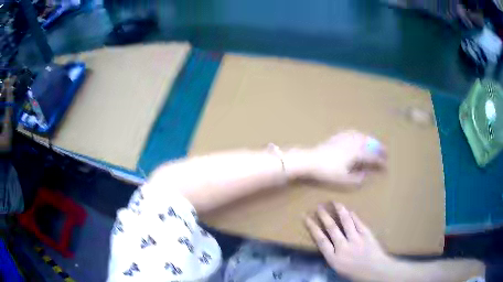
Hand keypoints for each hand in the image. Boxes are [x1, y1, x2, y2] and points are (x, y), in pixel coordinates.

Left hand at [285, 131, 385, 185]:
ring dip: (371, 140)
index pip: (373, 157)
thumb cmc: (327, 172)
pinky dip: (360, 135)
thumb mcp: (344, 180)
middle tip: (385, 153)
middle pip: (370, 144)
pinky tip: (359, 136)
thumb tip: (368, 176)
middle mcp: (354, 143)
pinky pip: (352, 133)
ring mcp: (345, 138)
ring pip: (362, 137)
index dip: (380, 162)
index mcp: (357, 154)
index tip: (386, 166)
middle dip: (379, 148)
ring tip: (375, 144)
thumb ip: (358, 178)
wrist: (310, 160)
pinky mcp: (337, 137)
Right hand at [305, 202, 395, 281]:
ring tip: (335, 202)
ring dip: (340, 211)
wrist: (375, 271)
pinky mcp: (366, 234)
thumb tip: (328, 243)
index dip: (313, 228)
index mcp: (334, 258)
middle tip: (319, 206)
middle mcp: (343, 247)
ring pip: (346, 222)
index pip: (321, 240)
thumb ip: (332, 255)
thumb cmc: (355, 273)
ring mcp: (356, 239)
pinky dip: (354, 216)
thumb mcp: (338, 268)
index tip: (307, 217)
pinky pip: (358, 223)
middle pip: (332, 228)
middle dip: (324, 216)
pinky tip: (350, 210)